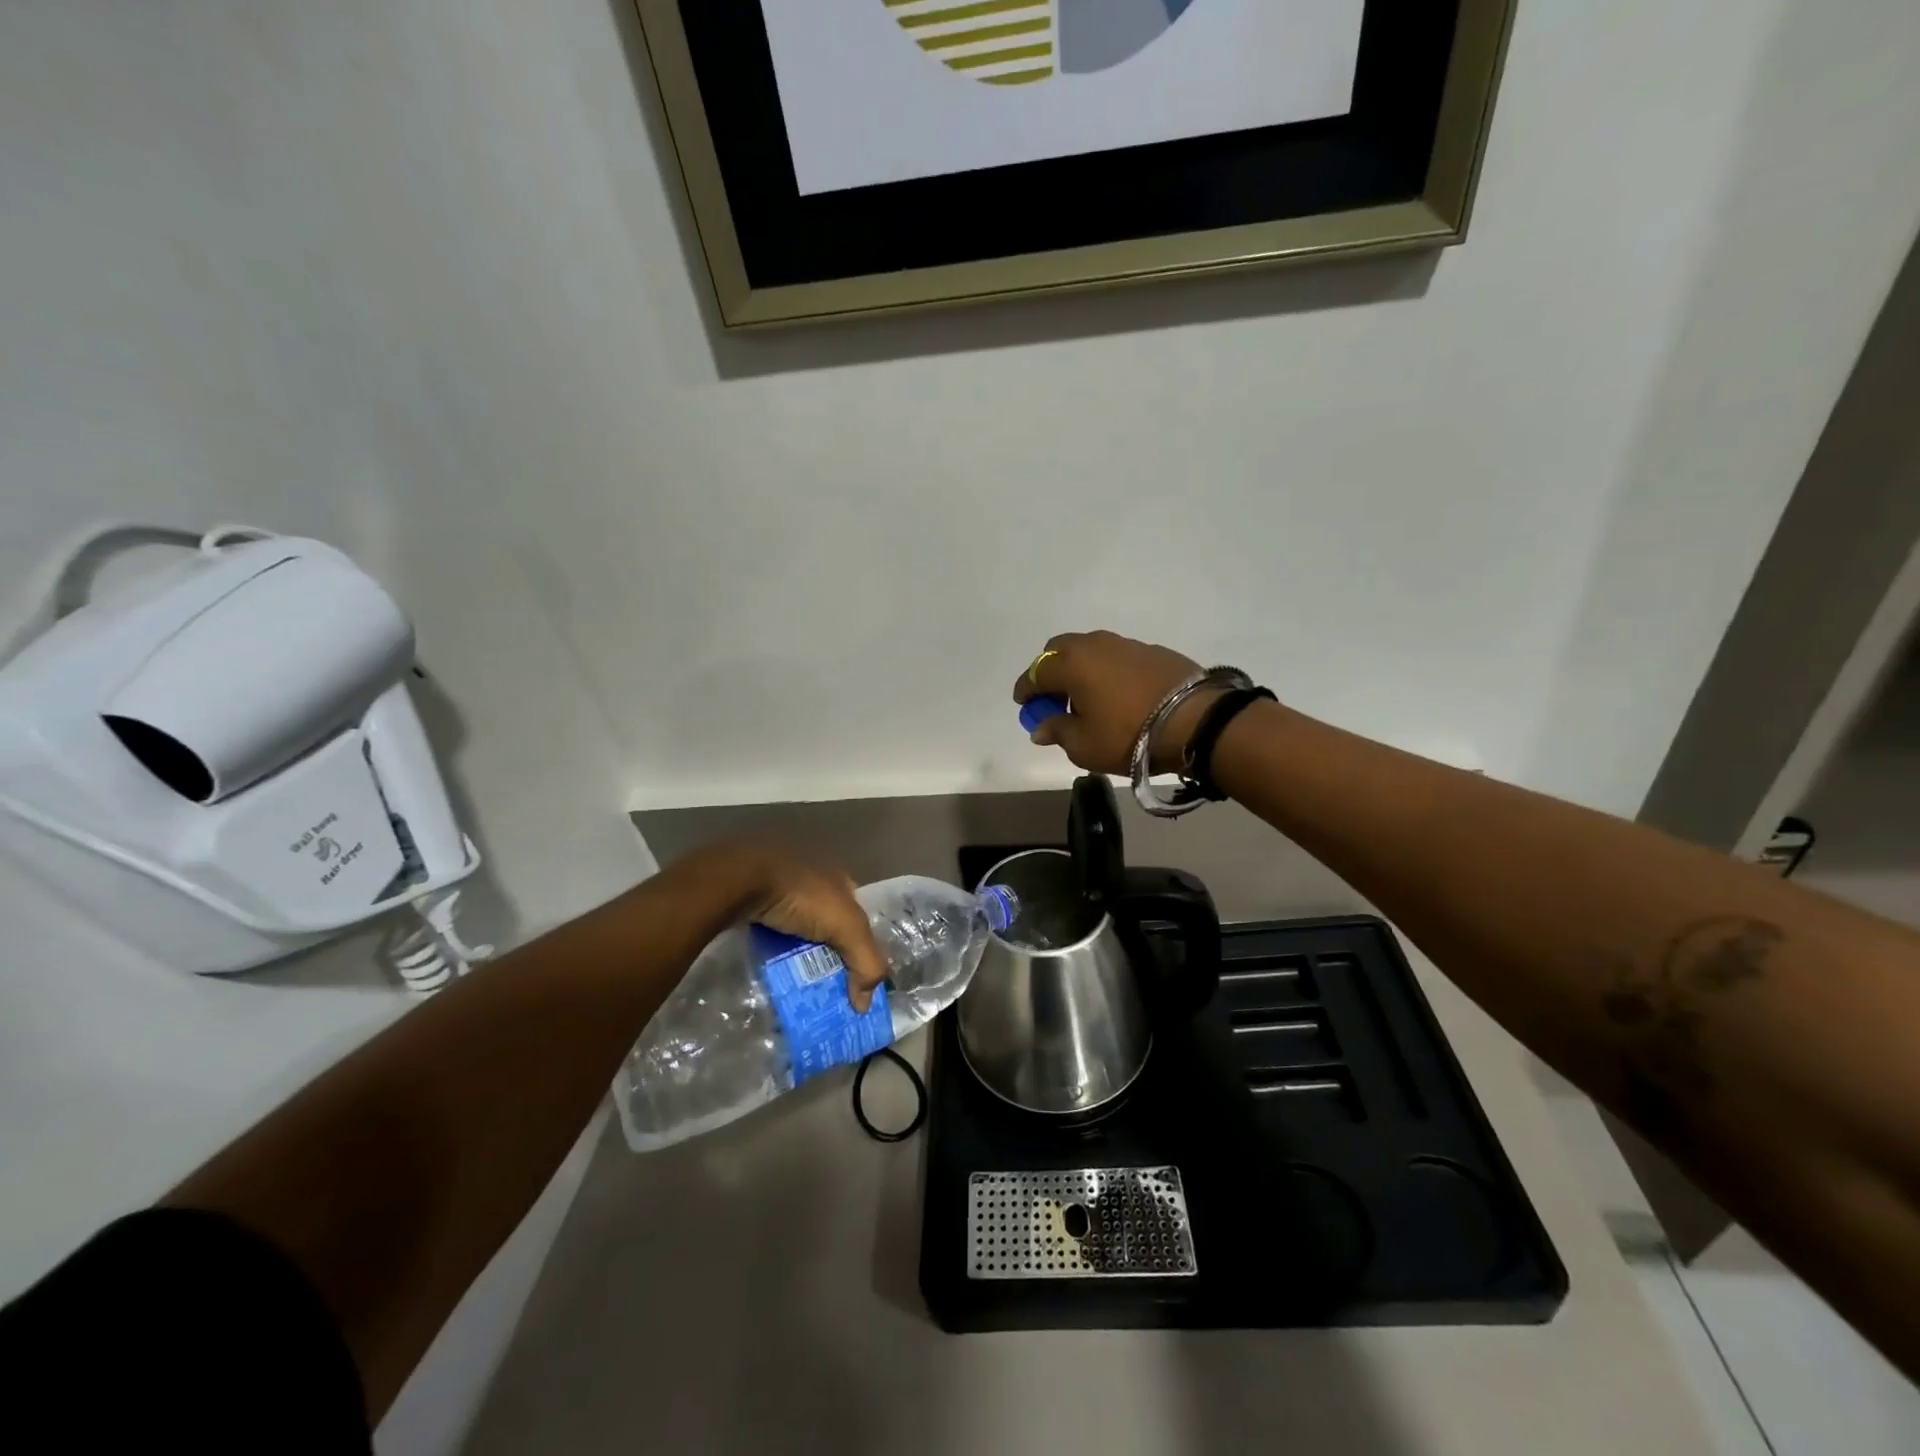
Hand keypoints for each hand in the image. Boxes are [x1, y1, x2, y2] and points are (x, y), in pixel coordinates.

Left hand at [734, 838, 887, 1010]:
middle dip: (828, 953)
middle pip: (829, 924)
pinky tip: (772, 964)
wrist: (743, 878)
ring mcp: (782, 886)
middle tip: (824, 986)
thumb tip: (865, 1003)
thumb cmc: (803, 897)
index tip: (852, 980)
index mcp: (841, 879)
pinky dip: (775, 946)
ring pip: (799, 927)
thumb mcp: (847, 928)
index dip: (859, 948)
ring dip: (800, 951)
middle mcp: (815, 878)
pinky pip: (773, 927)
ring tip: (797, 981)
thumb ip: (867, 962)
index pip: (858, 919)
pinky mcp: (755, 897)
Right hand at [1012, 631, 1219, 775]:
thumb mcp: (1084, 745)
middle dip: (1050, 671)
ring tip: (1086, 697)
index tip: (1024, 705)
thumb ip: (1058, 731)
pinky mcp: (1152, 651)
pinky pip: (1116, 657)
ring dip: (1080, 669)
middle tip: (1052, 698)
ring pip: (1090, 650)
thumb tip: (1041, 726)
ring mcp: (1126, 644)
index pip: (1036, 672)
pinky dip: (1107, 671)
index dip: (1026, 690)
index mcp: (1071, 664)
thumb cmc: (1128, 735)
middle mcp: (1095, 645)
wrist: (1196, 721)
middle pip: (1060, 650)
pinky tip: (1116, 694)